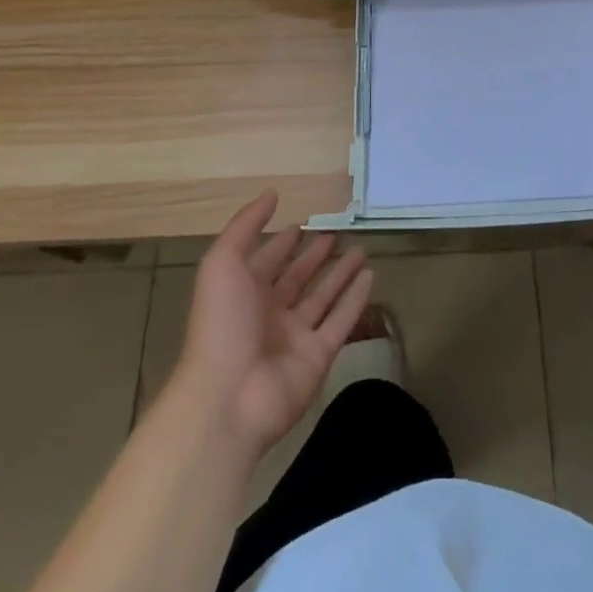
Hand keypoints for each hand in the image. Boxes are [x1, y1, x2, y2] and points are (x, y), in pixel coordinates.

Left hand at [174, 192, 373, 455]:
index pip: (267, 261)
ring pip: (323, 298)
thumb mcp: (222, 262)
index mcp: (243, 292)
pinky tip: (370, 276)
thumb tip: (272, 193)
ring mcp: (295, 336)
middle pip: (297, 278)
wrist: (228, 398)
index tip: (302, 223)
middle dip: (314, 257)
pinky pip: (341, 321)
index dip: (282, 243)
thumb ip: (245, 225)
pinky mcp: (317, 357)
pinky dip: (355, 300)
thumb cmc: (222, 323)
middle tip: (336, 234)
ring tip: (361, 249)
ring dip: (340, 274)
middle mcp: (269, 313)